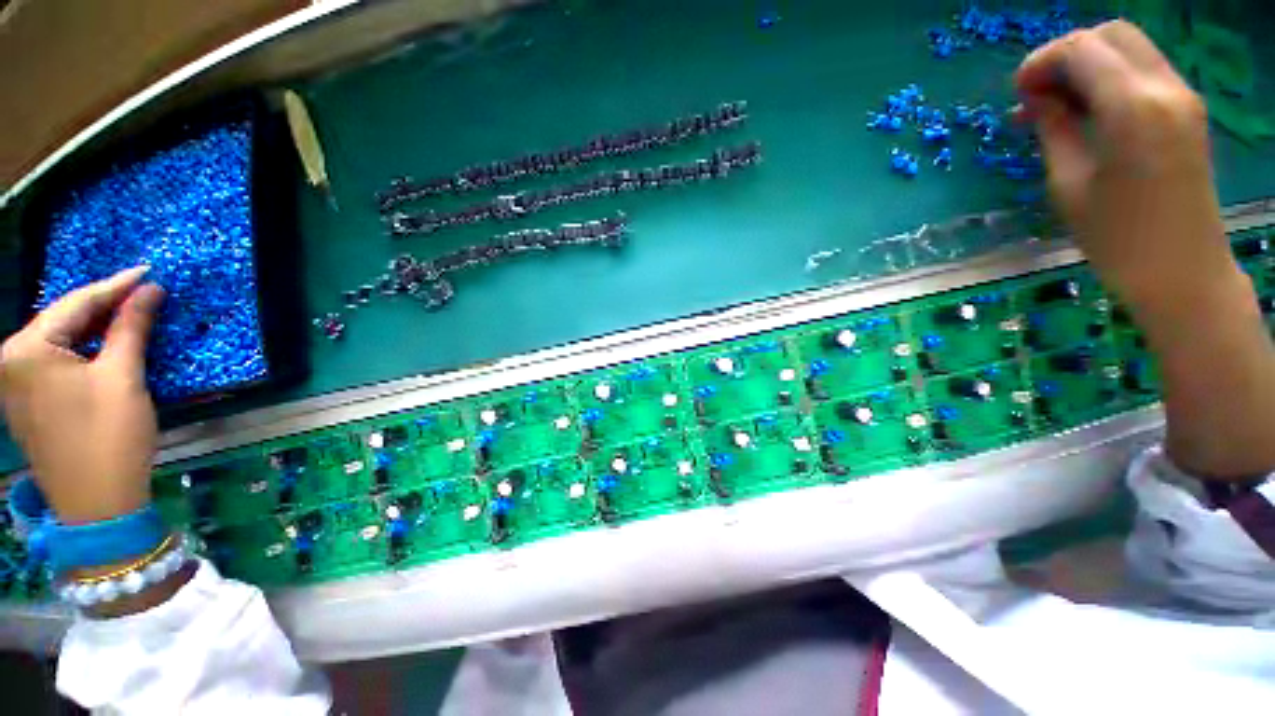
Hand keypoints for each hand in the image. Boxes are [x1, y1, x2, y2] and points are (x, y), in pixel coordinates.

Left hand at [1, 267, 164, 523]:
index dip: (116, 286)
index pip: (76, 304)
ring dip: (93, 328)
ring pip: (59, 341)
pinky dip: (81, 349)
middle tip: (142, 293)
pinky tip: (103, 346)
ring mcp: (13, 383)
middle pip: (62, 321)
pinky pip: (53, 361)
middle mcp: (10, 361)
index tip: (149, 272)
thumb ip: (131, 328)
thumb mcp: (123, 377)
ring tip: (127, 315)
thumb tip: (149, 290)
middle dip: (102, 306)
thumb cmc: (109, 436)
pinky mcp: (25, 401)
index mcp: (26, 350)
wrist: (96, 503)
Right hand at [1015, 20, 1249, 318]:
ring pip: (1129, 49)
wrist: (1183, 272)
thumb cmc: (1117, 239)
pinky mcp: (1187, 111)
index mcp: (1132, 106)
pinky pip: (1143, 72)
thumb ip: (1054, 129)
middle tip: (1037, 94)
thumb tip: (1035, 99)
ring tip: (1058, 106)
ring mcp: (1182, 97)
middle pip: (1110, 35)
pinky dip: (1111, 79)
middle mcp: (1164, 87)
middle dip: (1067, 55)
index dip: (1041, 62)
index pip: (1081, 50)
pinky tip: (1089, 111)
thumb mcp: (1069, 184)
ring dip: (1089, 66)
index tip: (1016, 94)